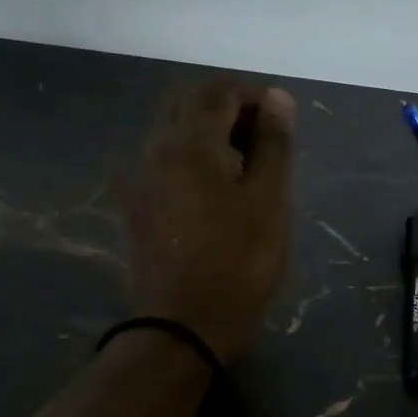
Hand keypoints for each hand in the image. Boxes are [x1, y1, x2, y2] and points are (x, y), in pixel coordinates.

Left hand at [118, 80, 295, 362]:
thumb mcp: (269, 201)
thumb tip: (276, 97)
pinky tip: (214, 187)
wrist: (181, 326)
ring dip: (207, 130)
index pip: (219, 90)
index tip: (280, 123)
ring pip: (172, 129)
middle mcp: (155, 148)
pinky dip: (190, 154)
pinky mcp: (136, 203)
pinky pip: (163, 157)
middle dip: (227, 107)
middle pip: (188, 102)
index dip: (253, 96)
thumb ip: (274, 143)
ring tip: (243, 164)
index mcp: (189, 142)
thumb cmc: (238, 262)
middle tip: (261, 139)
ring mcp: (140, 177)